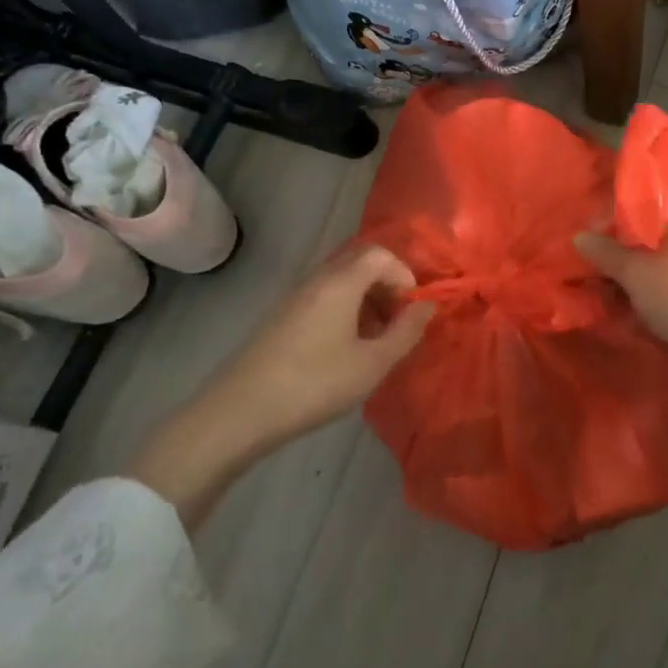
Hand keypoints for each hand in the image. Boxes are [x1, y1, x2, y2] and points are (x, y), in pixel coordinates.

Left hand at [126, 245, 433, 529]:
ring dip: (365, 302)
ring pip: (340, 283)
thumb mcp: (372, 363)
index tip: (411, 311)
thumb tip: (428, 305)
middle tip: (396, 324)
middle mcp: (316, 280)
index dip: (404, 276)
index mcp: (340, 282)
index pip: (380, 254)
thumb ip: (406, 331)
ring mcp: (293, 298)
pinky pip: (322, 298)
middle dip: (386, 287)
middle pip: (359, 264)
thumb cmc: (315, 384)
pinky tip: (343, 351)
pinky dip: (343, 312)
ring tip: (373, 341)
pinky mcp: (279, 318)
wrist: (239, 412)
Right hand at [575, 201, 667, 369]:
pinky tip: (656, 319)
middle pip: (655, 241)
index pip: (640, 215)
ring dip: (648, 285)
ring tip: (627, 309)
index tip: (593, 262)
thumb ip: (605, 253)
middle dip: (629, 265)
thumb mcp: (635, 274)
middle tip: (607, 290)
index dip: (611, 237)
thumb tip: (579, 236)